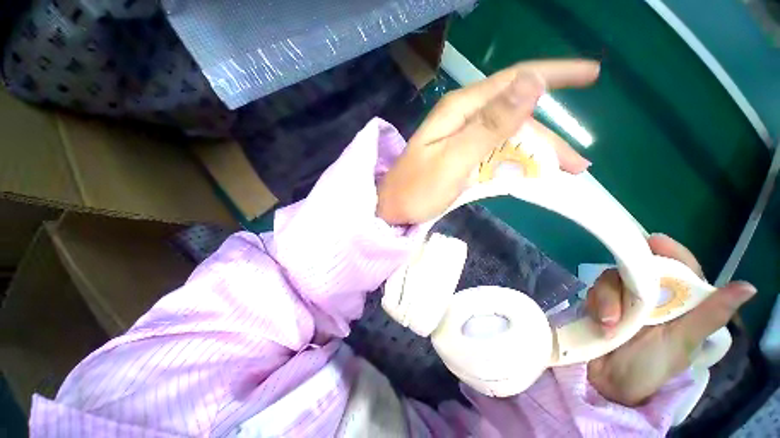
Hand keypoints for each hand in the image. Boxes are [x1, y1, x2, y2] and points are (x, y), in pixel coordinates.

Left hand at [377, 60, 599, 224]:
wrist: (392, 208)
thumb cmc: (417, 190)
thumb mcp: (453, 159)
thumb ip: (490, 124)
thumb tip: (531, 81)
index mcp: (460, 111)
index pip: (514, 80)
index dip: (554, 75)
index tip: (592, 74)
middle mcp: (463, 118)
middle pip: (516, 116)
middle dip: (548, 137)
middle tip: (577, 163)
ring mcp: (461, 138)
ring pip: (508, 137)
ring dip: (536, 153)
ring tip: (563, 172)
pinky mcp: (461, 156)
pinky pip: (495, 153)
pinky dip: (515, 162)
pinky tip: (530, 172)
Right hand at [585, 234, 755, 405]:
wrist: (610, 384)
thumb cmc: (652, 366)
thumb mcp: (683, 343)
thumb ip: (709, 315)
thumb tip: (749, 287)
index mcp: (677, 303)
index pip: (681, 268)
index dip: (671, 252)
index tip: (655, 240)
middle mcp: (651, 297)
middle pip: (637, 270)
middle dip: (626, 284)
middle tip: (622, 307)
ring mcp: (623, 300)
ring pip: (611, 280)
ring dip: (607, 299)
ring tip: (608, 325)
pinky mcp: (600, 304)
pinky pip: (594, 291)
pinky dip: (595, 303)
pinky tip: (598, 321)